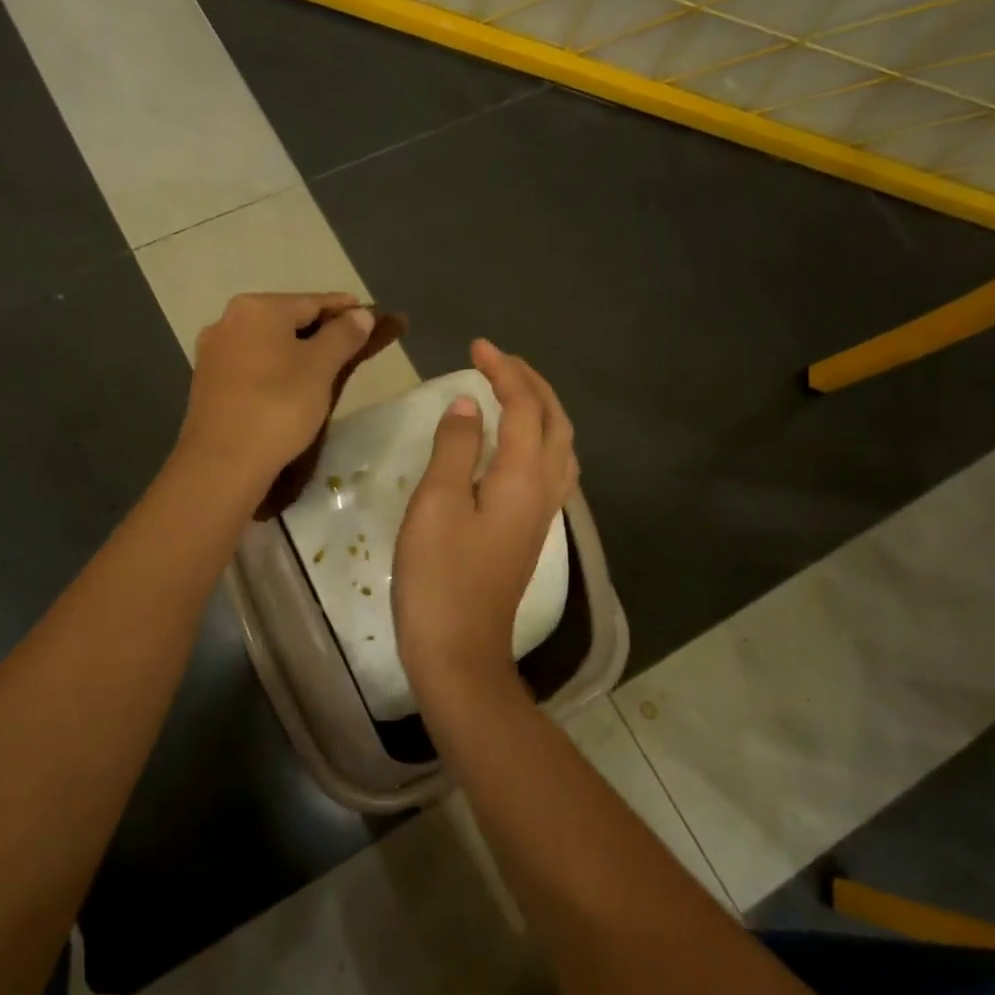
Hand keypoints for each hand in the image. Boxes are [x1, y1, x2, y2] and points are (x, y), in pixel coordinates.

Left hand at [176, 292, 376, 496]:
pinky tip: (288, 387)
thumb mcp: (320, 368)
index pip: (311, 301)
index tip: (368, 314)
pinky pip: (250, 366)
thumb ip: (343, 335)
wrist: (223, 462)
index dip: (343, 308)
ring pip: (266, 344)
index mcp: (256, 308)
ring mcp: (213, 353)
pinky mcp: (207, 384)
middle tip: (349, 345)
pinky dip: (274, 370)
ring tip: (323, 368)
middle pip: (285, 320)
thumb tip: (360, 314)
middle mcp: (227, 321)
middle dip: (318, 330)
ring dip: (295, 351)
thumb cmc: (279, 405)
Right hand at [393, 339, 577, 689]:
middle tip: (498, 360)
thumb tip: (466, 404)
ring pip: (559, 445)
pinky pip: (551, 467)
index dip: (503, 371)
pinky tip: (519, 443)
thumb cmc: (439, 575)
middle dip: (530, 383)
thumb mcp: (435, 504)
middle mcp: (543, 489)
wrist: (458, 649)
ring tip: (513, 390)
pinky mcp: (531, 531)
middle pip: (553, 421)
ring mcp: (542, 513)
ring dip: (541, 408)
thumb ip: (453, 448)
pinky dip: (540, 437)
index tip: (476, 345)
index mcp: (521, 477)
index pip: (523, 407)